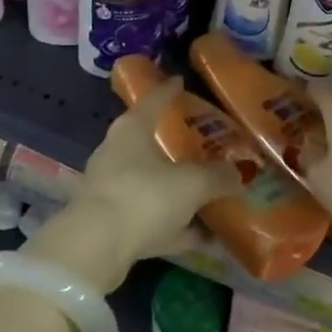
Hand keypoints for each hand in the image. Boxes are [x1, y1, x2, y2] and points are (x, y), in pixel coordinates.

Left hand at [23, 79, 239, 292]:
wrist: (94, 249)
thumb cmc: (143, 196)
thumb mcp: (191, 184)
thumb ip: (217, 177)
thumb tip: (238, 174)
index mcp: (132, 129)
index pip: (153, 100)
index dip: (169, 90)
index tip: (181, 81)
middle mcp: (118, 153)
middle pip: (151, 143)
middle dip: (176, 146)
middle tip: (203, 144)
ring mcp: (112, 189)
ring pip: (152, 184)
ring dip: (177, 191)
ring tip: (209, 194)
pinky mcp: (112, 224)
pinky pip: (151, 219)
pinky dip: (175, 225)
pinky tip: (203, 236)